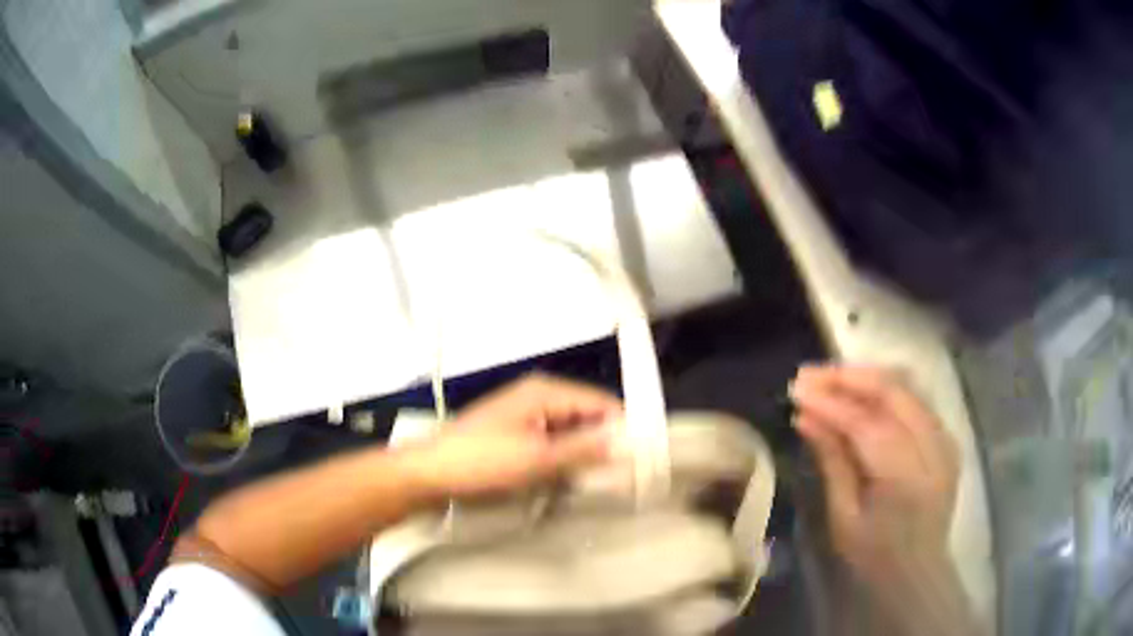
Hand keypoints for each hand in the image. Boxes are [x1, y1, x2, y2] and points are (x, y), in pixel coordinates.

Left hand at [411, 374, 622, 497]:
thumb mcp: (536, 459)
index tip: (641, 459)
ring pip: (570, 433)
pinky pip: (552, 443)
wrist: (430, 473)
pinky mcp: (516, 435)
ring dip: (583, 456)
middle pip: (587, 416)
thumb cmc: (482, 461)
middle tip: (621, 478)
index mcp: (545, 392)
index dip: (623, 427)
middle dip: (603, 444)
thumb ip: (583, 450)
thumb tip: (625, 444)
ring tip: (597, 484)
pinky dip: (563, 460)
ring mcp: (525, 416)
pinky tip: (567, 481)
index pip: (601, 402)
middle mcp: (539, 397)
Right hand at [790, 364, 960, 582]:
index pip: (868, 425)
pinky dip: (885, 390)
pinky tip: (860, 392)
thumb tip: (805, 417)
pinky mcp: (947, 437)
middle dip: (848, 377)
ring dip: (866, 377)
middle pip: (893, 392)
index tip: (797, 390)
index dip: (831, 403)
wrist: (917, 573)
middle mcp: (934, 449)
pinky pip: (915, 399)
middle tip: (808, 375)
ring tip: (829, 378)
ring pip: (907, 387)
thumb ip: (832, 461)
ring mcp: (945, 439)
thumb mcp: (844, 518)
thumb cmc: (873, 557)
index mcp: (906, 479)